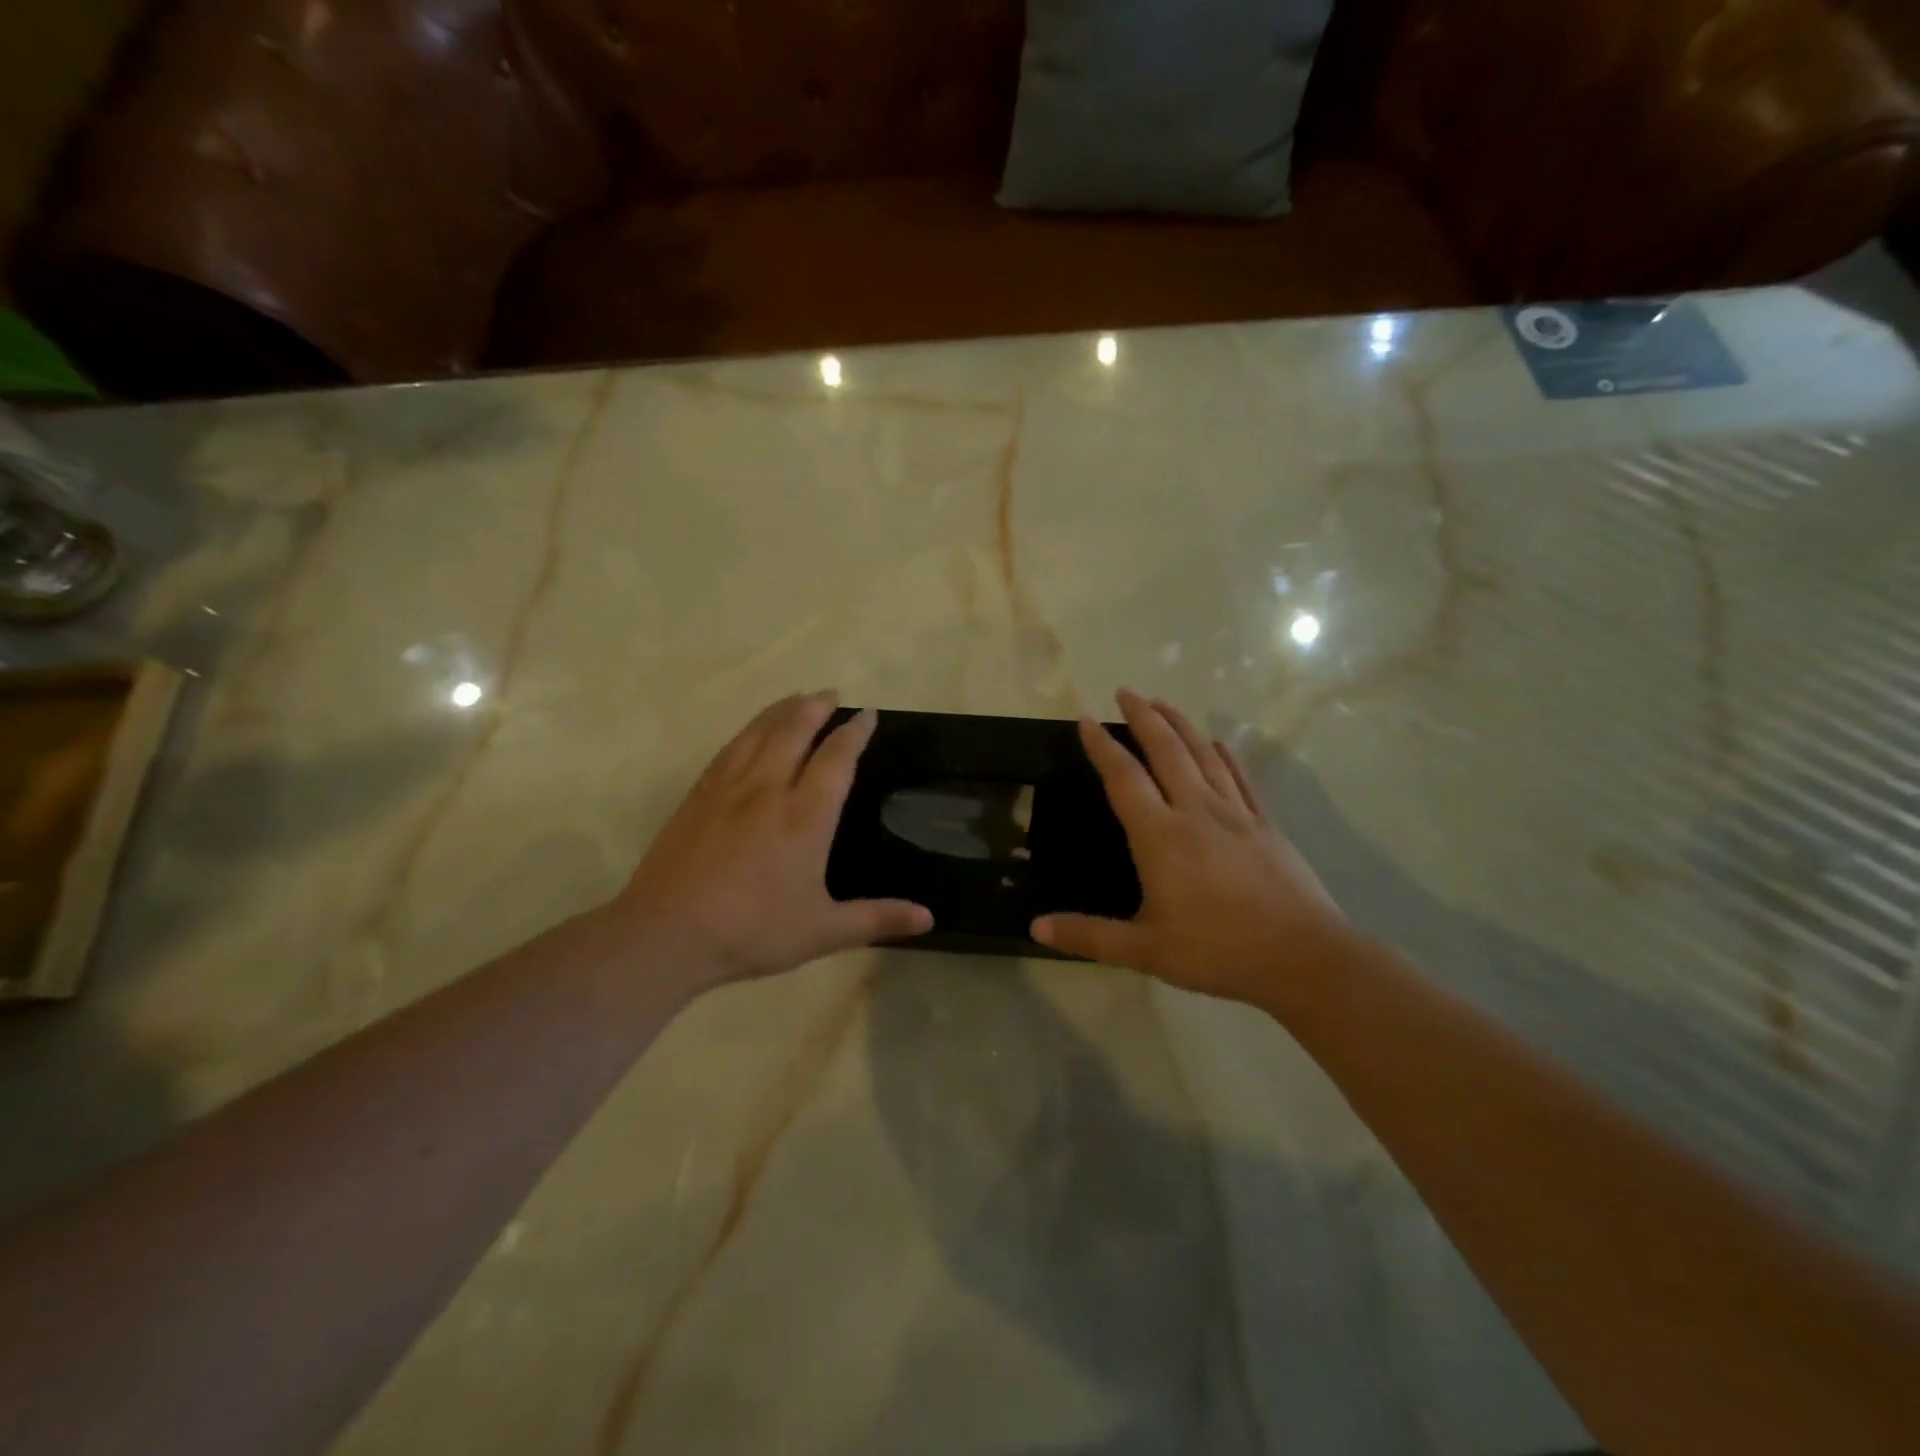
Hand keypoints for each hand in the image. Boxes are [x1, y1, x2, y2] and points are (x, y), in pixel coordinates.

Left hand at [607, 692, 931, 990]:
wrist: (666, 934)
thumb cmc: (752, 931)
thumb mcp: (823, 932)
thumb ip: (877, 919)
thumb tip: (929, 918)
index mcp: (805, 816)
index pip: (836, 759)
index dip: (854, 733)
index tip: (867, 714)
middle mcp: (768, 789)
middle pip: (795, 731)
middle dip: (817, 708)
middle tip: (831, 693)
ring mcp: (728, 788)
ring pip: (759, 732)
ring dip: (782, 710)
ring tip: (798, 698)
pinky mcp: (697, 796)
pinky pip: (730, 748)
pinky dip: (749, 730)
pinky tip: (751, 732)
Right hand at [1032, 689, 1351, 1008]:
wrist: (1301, 957)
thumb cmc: (1216, 950)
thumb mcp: (1145, 950)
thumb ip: (1089, 936)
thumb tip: (1035, 928)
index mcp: (1161, 836)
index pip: (1124, 779)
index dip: (1102, 747)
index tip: (1087, 720)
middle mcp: (1196, 811)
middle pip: (1166, 751)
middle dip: (1144, 717)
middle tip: (1126, 692)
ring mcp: (1236, 814)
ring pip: (1204, 755)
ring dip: (1181, 725)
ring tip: (1164, 703)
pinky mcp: (1265, 824)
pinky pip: (1241, 778)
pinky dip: (1227, 755)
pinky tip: (1220, 743)